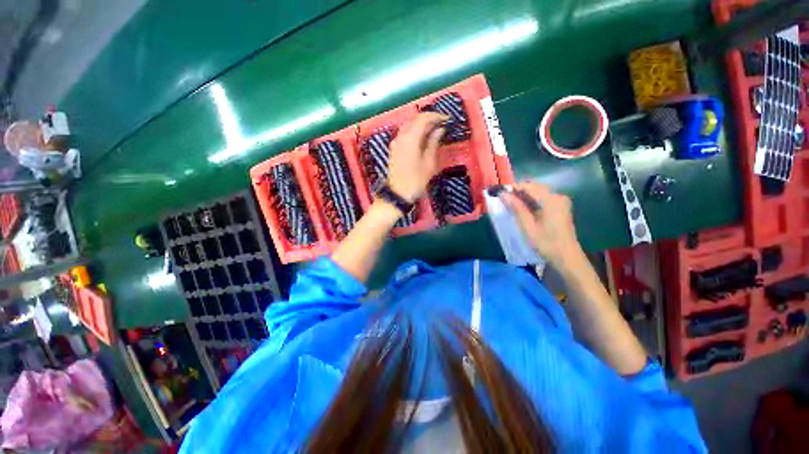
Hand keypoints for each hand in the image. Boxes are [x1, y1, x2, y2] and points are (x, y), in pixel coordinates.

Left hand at [387, 112, 447, 201]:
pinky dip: (414, 130)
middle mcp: (401, 136)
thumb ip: (433, 143)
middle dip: (429, 118)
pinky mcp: (394, 148)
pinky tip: (423, 137)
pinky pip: (404, 132)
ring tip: (434, 129)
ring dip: (421, 123)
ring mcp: (395, 142)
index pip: (423, 119)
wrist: (397, 194)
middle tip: (442, 123)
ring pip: (408, 124)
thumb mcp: (428, 164)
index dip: (436, 116)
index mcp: (410, 139)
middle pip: (414, 119)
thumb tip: (439, 129)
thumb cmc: (415, 181)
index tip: (447, 119)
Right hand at [501, 182, 582, 266]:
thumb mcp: (528, 226)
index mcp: (551, 200)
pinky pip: (543, 199)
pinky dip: (531, 201)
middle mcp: (558, 196)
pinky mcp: (560, 207)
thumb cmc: (546, 243)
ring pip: (538, 193)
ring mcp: (561, 201)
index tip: (499, 192)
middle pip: (535, 187)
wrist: (567, 257)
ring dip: (524, 196)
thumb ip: (516, 208)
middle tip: (503, 199)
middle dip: (518, 191)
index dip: (513, 187)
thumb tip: (503, 194)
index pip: (529, 186)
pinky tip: (523, 209)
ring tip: (510, 204)